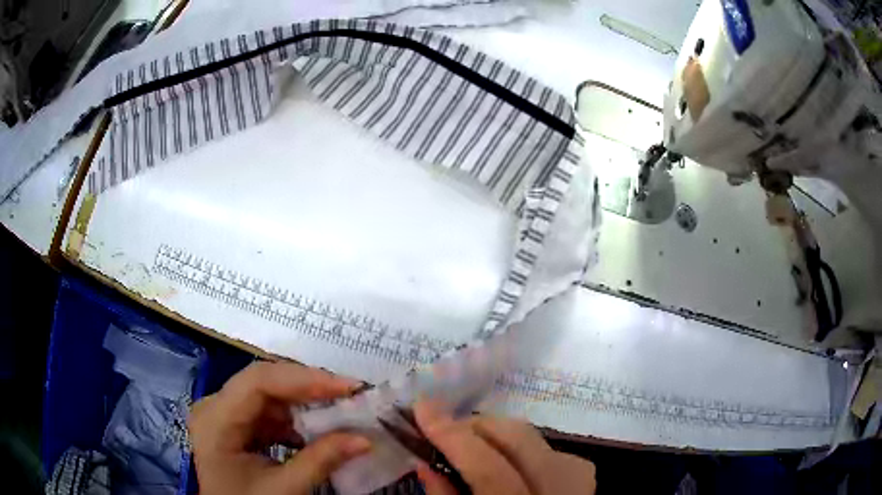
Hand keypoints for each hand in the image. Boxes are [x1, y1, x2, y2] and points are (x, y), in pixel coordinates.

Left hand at [189, 362, 370, 494]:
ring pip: (268, 394)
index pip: (258, 382)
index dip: (304, 379)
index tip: (348, 387)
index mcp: (215, 420)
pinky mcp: (235, 424)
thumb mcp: (284, 489)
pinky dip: (295, 419)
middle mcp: (214, 406)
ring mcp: (224, 414)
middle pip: (262, 382)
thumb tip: (366, 439)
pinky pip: (267, 411)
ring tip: (340, 410)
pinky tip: (315, 430)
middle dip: (308, 388)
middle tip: (350, 394)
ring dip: (305, 403)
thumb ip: (321, 461)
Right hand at [414, 402, 596, 494]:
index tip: (423, 408)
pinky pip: (556, 452)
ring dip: (500, 435)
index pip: (490, 471)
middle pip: (522, 442)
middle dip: (477, 425)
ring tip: (471, 445)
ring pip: (540, 441)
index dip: (454, 436)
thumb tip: (423, 462)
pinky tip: (510, 462)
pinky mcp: (587, 483)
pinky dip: (525, 450)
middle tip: (444, 428)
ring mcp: (581, 488)